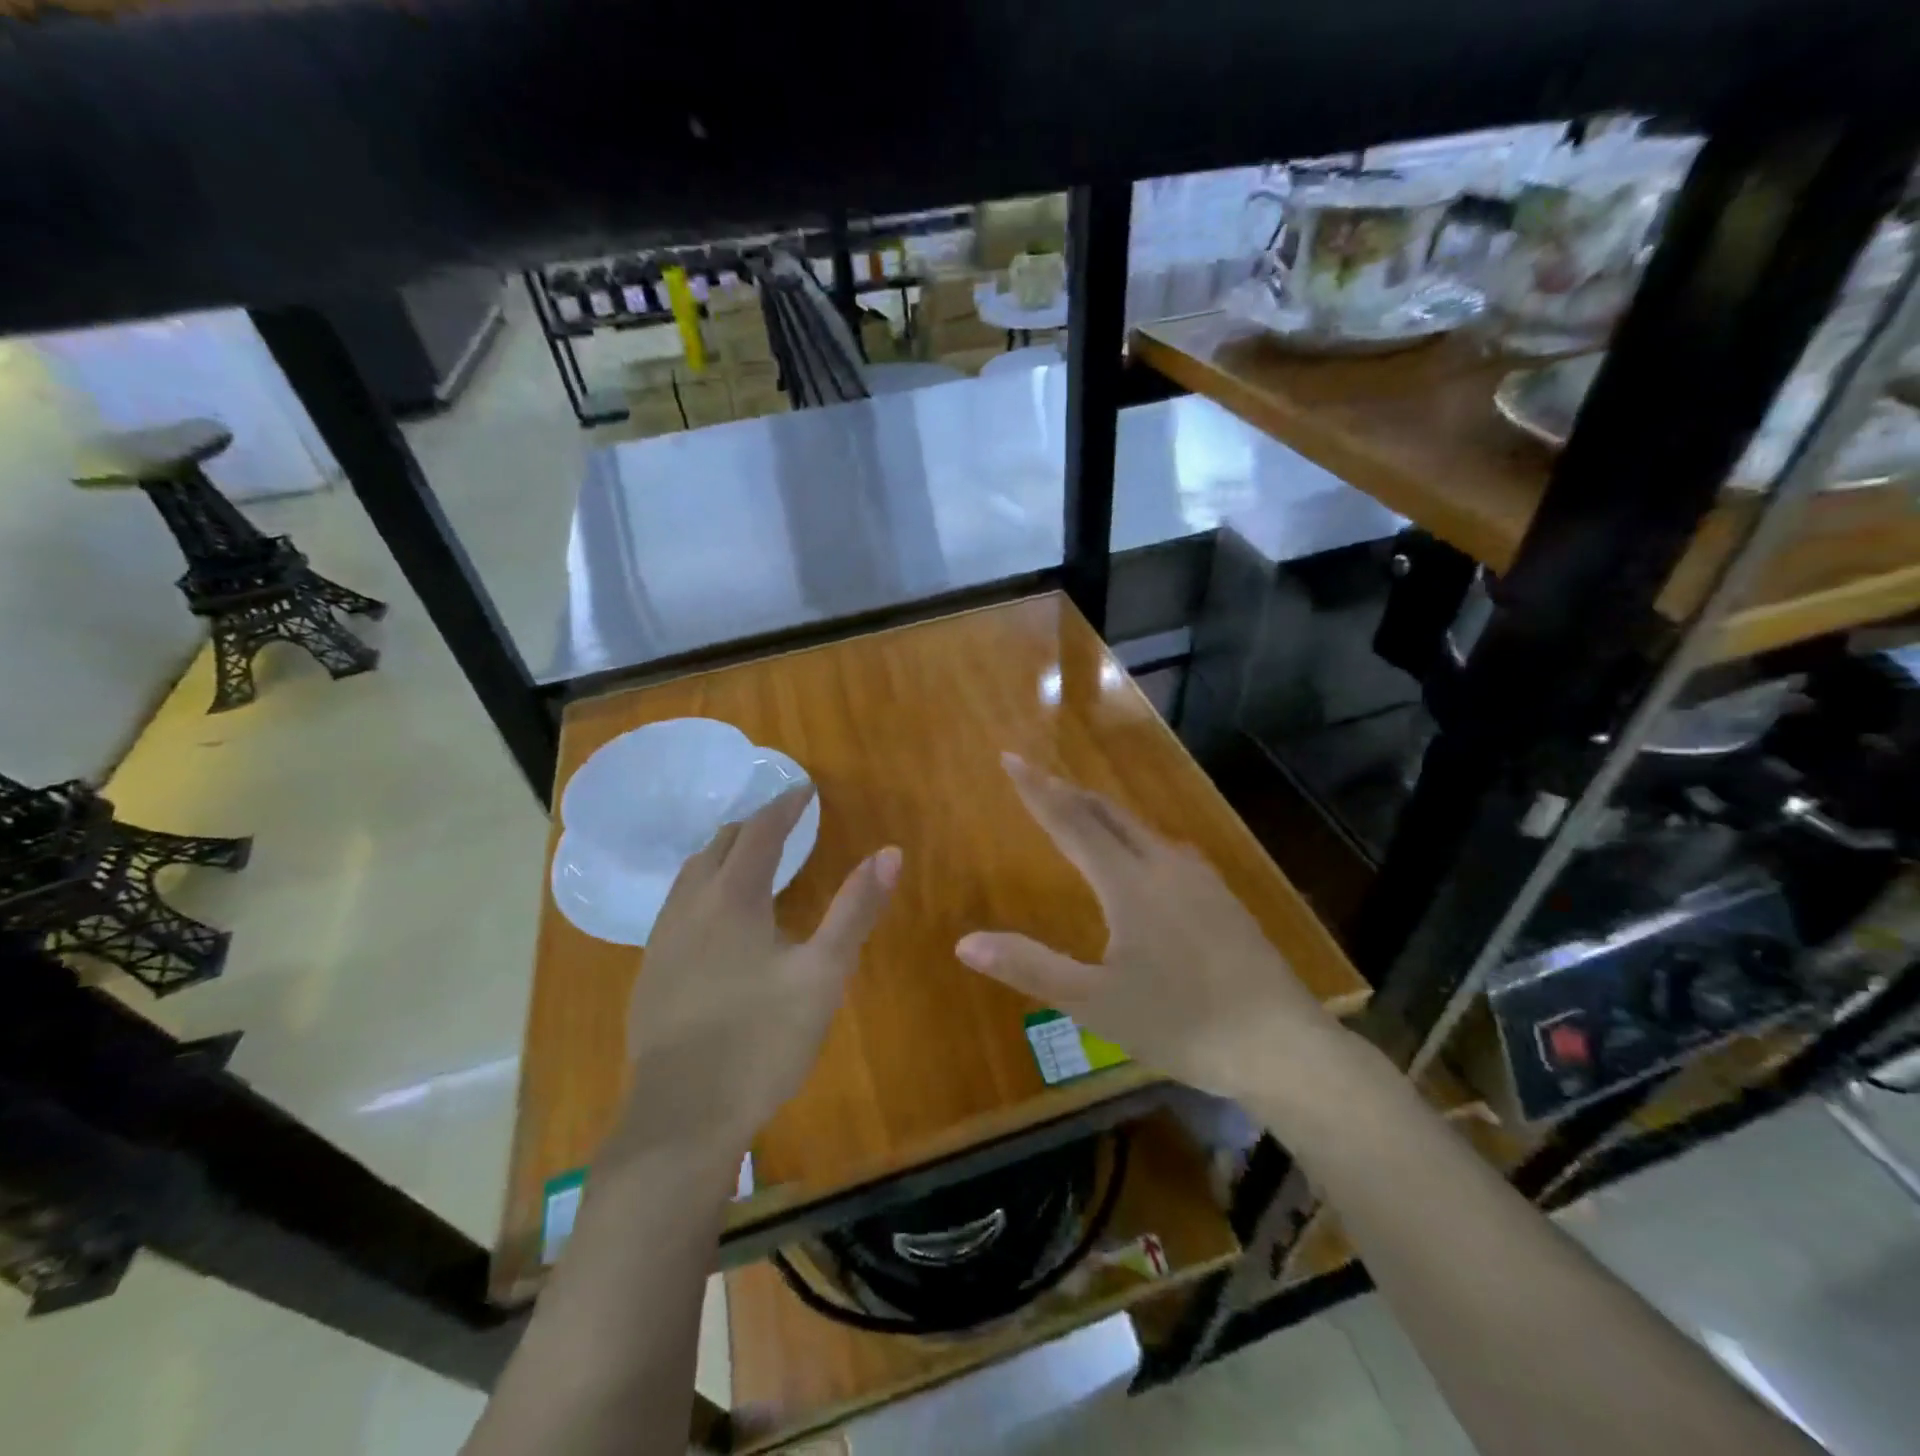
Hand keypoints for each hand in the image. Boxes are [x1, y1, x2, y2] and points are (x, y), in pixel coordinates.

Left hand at [617, 786, 900, 1161]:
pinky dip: (703, 885)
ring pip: (691, 873)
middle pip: (720, 844)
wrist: (681, 1118)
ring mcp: (663, 939)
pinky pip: (678, 904)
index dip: (786, 805)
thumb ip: (856, 909)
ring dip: (723, 852)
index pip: (761, 831)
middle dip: (754, 823)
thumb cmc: (762, 1040)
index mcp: (733, 898)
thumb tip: (890, 852)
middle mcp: (691, 906)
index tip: (806, 790)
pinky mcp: (651, 971)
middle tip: (784, 819)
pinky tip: (715, 916)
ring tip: (749, 856)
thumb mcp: (824, 973)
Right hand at [954, 754, 1341, 1101]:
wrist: (1282, 1045)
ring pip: (1140, 828)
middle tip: (1036, 778)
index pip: (1071, 821)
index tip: (1010, 758)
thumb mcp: (1095, 1004)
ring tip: (1078, 811)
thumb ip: (1030, 967)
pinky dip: (1133, 837)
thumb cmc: (1181, 1024)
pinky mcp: (1221, 897)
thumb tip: (964, 943)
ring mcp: (1199, 878)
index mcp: (1129, 883)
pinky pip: (1165, 848)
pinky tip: (1139, 857)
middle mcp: (1164, 865)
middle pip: (1107, 813)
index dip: (1037, 790)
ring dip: (1102, 813)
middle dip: (1067, 792)